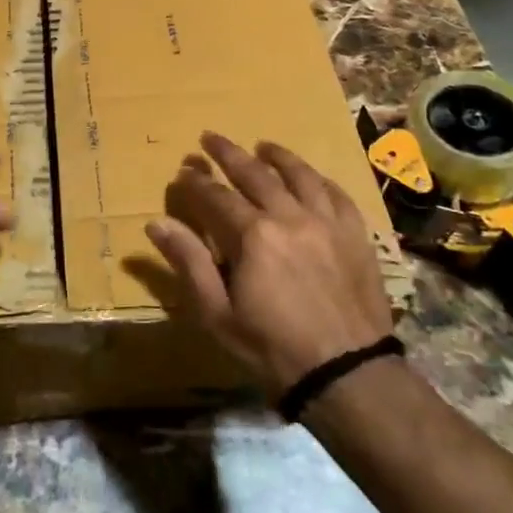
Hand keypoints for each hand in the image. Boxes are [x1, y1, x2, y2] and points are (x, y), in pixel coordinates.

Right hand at [146, 133, 397, 395]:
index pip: (216, 196)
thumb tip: (156, 223)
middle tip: (211, 138)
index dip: (196, 183)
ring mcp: (327, 222)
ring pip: (299, 175)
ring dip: (277, 156)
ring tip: (263, 146)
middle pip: (255, 173)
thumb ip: (188, 262)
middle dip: (228, 153)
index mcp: (253, 235)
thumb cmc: (272, 348)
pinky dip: (319, 179)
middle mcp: (290, 216)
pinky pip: (336, 194)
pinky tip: (311, 176)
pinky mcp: (356, 234)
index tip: (183, 171)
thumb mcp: (217, 313)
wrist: (348, 374)